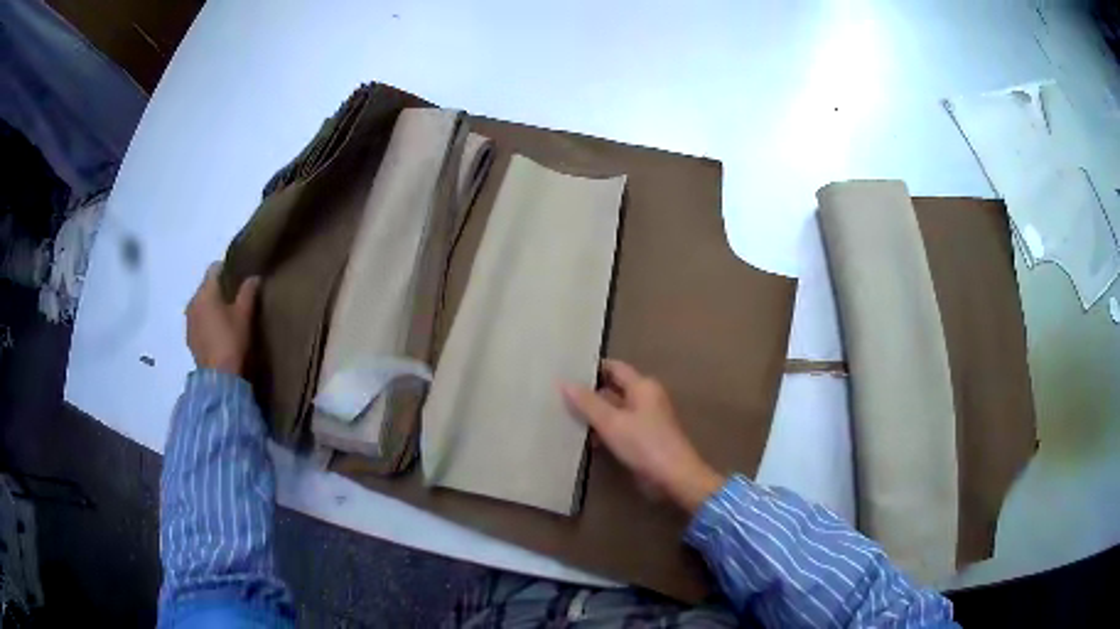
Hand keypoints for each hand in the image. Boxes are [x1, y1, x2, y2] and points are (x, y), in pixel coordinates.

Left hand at [186, 263, 258, 375]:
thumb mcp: (244, 314)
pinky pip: (198, 321)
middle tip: (235, 298)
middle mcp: (193, 301)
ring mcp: (189, 321)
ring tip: (226, 317)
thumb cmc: (231, 340)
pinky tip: (217, 333)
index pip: (214, 268)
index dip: (227, 269)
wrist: (218, 377)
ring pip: (201, 304)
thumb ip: (248, 292)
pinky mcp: (189, 338)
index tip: (239, 276)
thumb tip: (254, 277)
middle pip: (206, 287)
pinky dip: (206, 321)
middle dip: (219, 290)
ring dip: (211, 307)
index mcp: (206, 291)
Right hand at [561, 360, 724, 513]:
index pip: (614, 368)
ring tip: (567, 418)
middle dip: (590, 394)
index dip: (592, 369)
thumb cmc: (644, 444)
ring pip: (615, 410)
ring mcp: (647, 419)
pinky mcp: (644, 438)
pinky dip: (605, 430)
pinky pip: (620, 427)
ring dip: (596, 415)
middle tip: (560, 396)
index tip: (567, 371)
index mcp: (643, 386)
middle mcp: (646, 398)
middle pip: (614, 389)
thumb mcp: (611, 422)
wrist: (674, 477)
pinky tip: (587, 440)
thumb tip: (564, 382)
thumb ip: (587, 403)